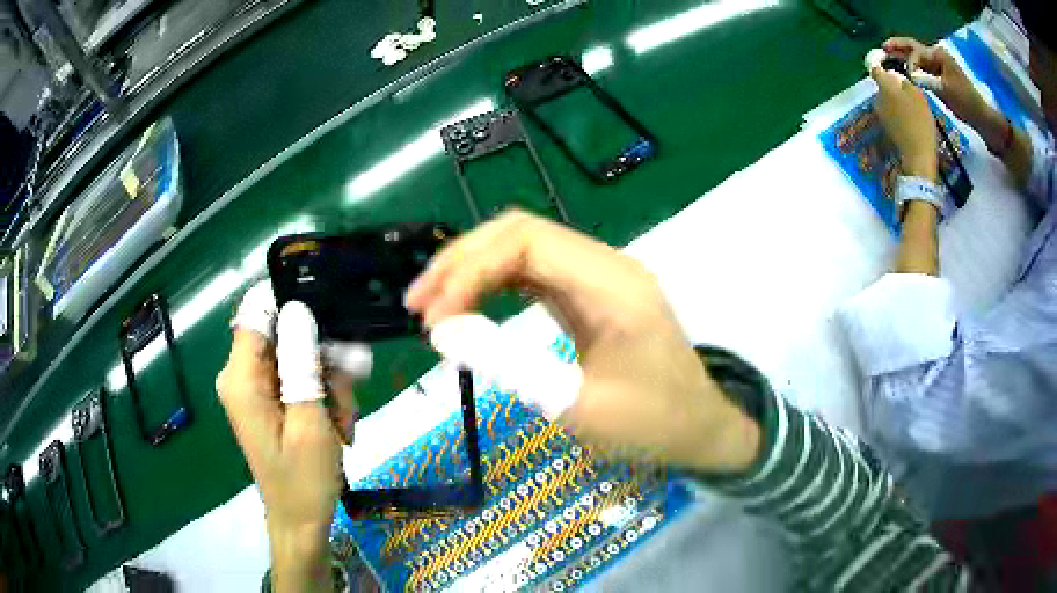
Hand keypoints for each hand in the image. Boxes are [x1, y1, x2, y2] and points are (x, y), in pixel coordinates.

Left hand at [217, 284, 361, 591]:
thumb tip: (299, 310)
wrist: (300, 520)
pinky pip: (299, 376)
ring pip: (299, 355)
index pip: (256, 312)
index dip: (291, 302)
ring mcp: (256, 386)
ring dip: (329, 382)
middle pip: (284, 334)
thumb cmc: (303, 480)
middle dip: (323, 357)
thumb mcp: (310, 423)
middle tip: (350, 391)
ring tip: (344, 421)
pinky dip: (323, 394)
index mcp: (241, 378)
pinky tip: (338, 424)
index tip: (330, 315)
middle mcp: (242, 375)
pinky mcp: (269, 397)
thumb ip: (302, 365)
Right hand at [406, 211, 760, 472]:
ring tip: (433, 304)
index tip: (433, 318)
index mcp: (613, 283)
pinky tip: (470, 305)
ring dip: (473, 269)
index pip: (526, 243)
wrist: (700, 427)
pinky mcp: (591, 293)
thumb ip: (510, 364)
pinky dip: (495, 284)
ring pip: (524, 247)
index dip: (469, 271)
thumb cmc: (652, 424)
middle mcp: (606, 264)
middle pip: (520, 232)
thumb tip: (445, 332)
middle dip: (462, 262)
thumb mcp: (578, 406)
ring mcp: (599, 275)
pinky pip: (535, 272)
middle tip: (419, 304)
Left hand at [871, 65, 938, 179]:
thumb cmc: (920, 121)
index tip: (887, 61)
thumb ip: (904, 82)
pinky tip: (911, 120)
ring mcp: (880, 115)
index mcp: (884, 87)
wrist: (918, 155)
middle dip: (893, 85)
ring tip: (913, 107)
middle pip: (883, 86)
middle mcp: (877, 99)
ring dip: (897, 100)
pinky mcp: (886, 128)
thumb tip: (895, 77)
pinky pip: (891, 114)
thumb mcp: (917, 94)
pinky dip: (899, 113)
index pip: (875, 68)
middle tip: (909, 90)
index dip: (879, 62)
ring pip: (887, 100)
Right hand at [883, 38, 990, 129]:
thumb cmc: (965, 102)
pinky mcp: (940, 77)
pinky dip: (913, 68)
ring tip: (888, 57)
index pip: (916, 52)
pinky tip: (904, 70)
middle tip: (883, 49)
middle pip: (914, 48)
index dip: (909, 61)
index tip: (908, 76)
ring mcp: (939, 66)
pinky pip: (922, 68)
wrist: (980, 116)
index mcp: (938, 55)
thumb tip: (909, 75)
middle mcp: (937, 56)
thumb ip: (926, 80)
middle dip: (899, 48)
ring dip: (904, 57)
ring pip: (917, 57)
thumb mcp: (945, 90)